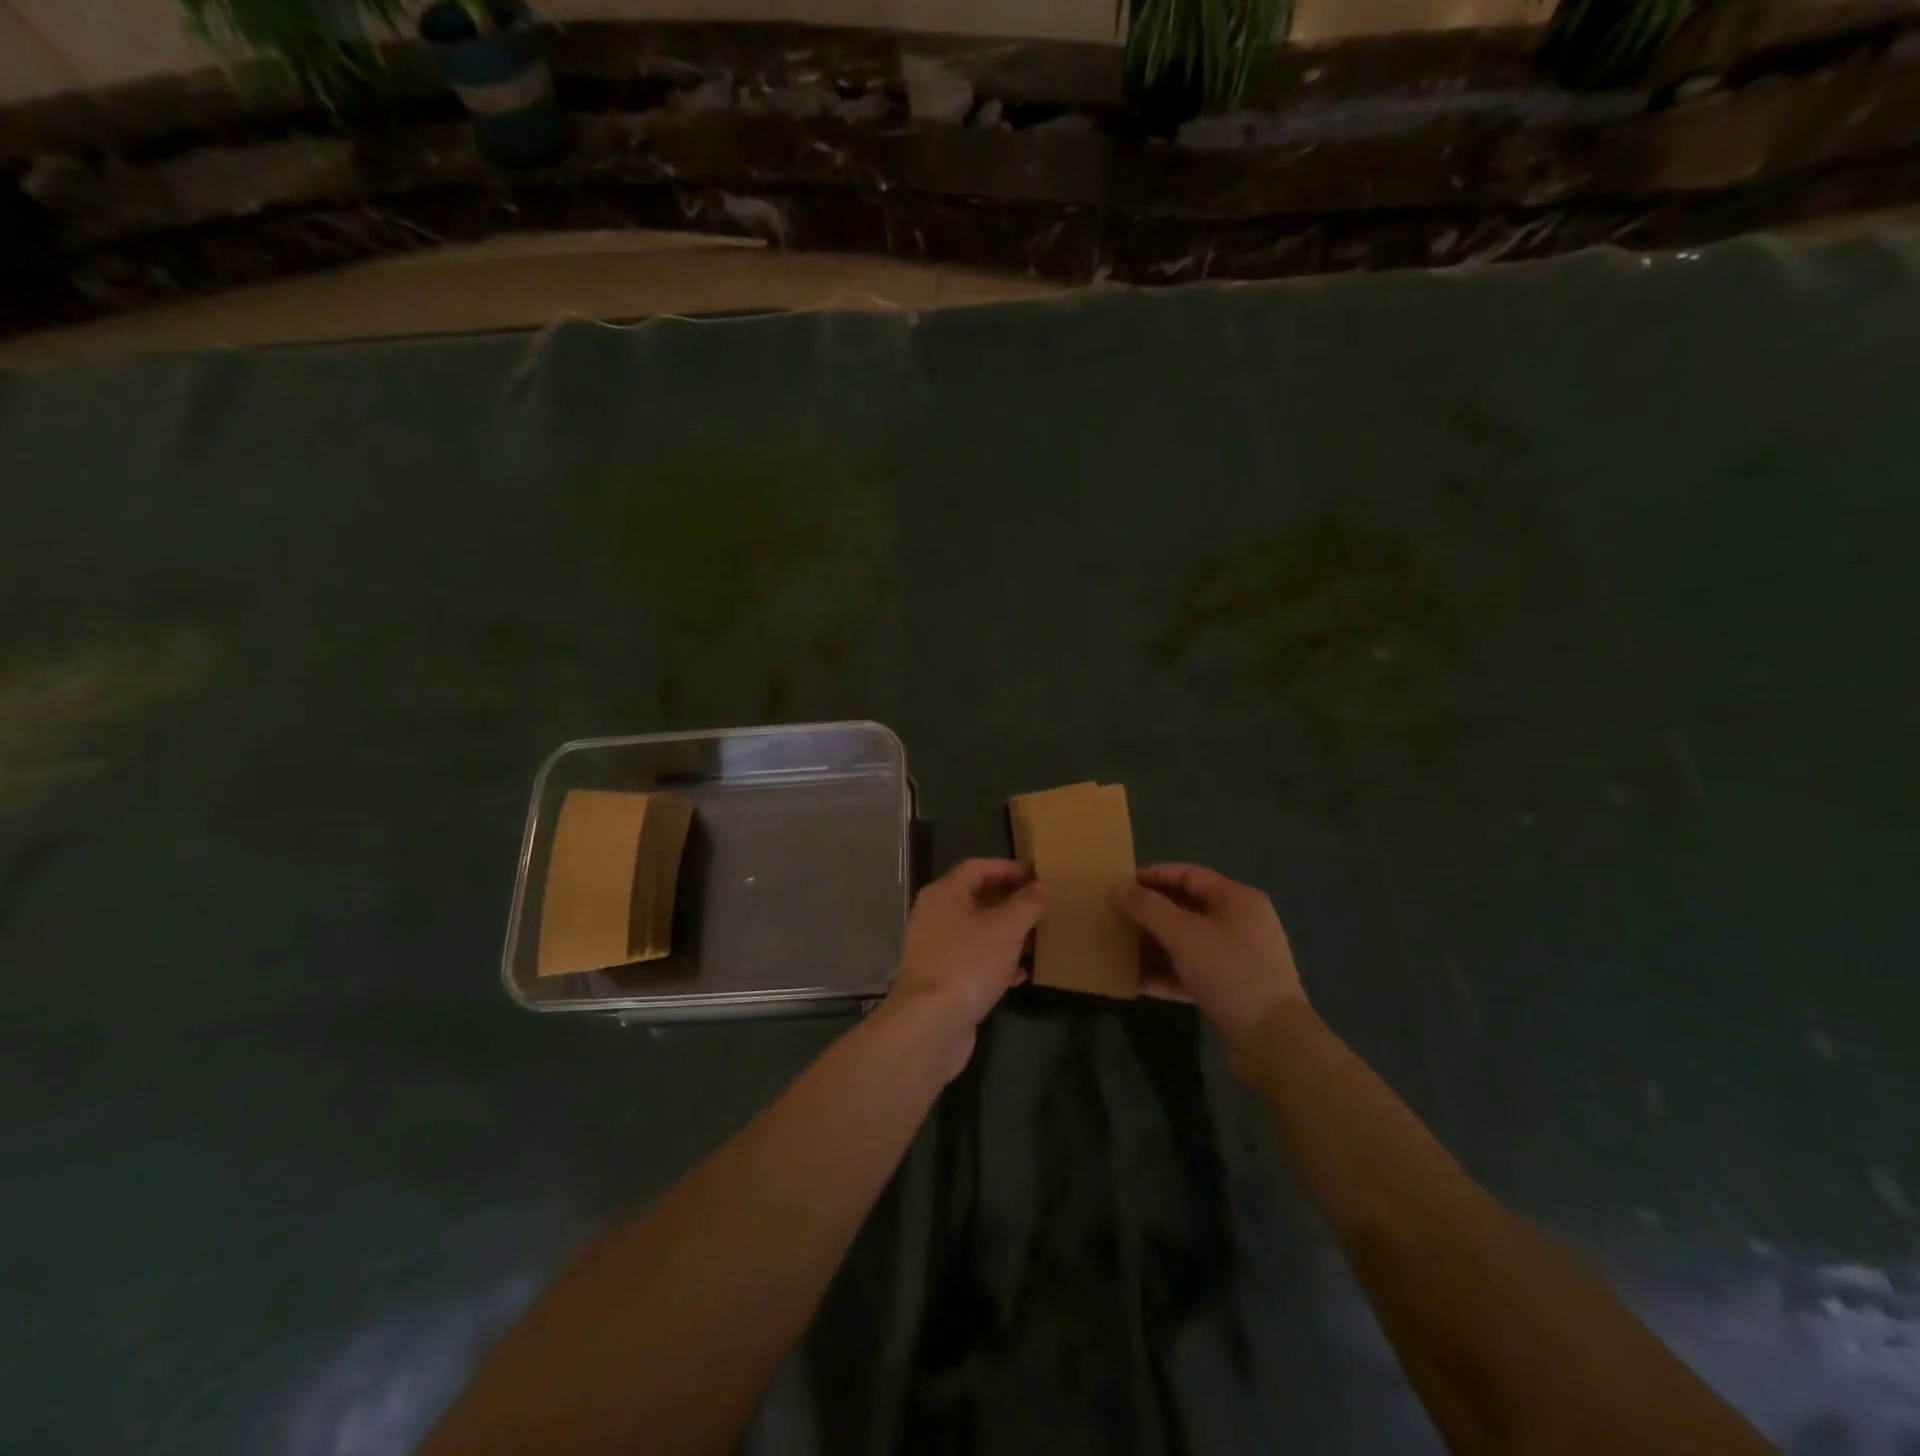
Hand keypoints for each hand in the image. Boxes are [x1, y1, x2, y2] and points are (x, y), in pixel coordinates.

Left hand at [883, 859, 1045, 1078]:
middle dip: (1010, 902)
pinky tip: (1020, 975)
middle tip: (1042, 907)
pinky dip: (997, 962)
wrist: (930, 1024)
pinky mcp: (942, 979)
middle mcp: (935, 916)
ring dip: (1007, 933)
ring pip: (977, 932)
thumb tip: (1040, 887)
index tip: (1038, 876)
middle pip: (977, 898)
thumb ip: (1026, 904)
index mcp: (944, 894)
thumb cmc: (968, 963)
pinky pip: (974, 960)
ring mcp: (936, 949)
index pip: (978, 867)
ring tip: (1037, 939)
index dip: (1008, 868)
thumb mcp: (1006, 928)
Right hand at [1112, 864, 1306, 1053]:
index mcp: (1237, 899)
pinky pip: (1190, 972)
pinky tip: (1135, 981)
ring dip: (1153, 944)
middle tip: (1114, 915)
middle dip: (1149, 912)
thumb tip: (1117, 886)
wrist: (1273, 1042)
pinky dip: (1165, 973)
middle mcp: (1239, 923)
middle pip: (1185, 908)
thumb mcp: (1184, 934)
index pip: (1188, 875)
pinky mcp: (1229, 989)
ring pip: (1185, 942)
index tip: (1120, 884)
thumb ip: (1147, 907)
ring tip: (1118, 946)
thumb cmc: (1230, 972)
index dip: (1153, 876)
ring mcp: (1235, 958)